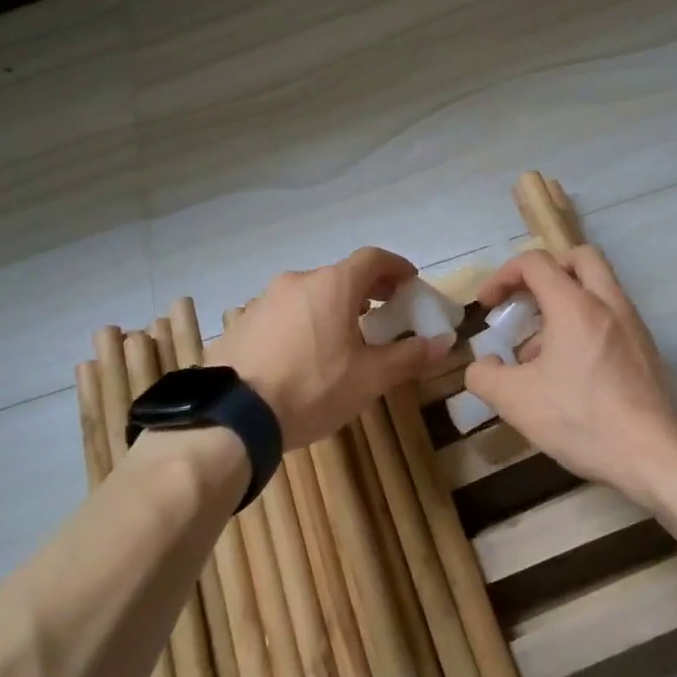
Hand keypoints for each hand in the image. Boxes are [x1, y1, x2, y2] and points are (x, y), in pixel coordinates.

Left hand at [206, 247, 450, 449]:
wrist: (232, 418)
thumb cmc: (312, 389)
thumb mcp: (369, 378)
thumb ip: (409, 356)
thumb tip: (444, 343)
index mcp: (332, 285)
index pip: (373, 258)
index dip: (396, 267)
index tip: (409, 282)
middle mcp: (298, 281)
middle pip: (340, 275)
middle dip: (367, 289)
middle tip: (384, 310)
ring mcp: (264, 300)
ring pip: (310, 293)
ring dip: (333, 305)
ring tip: (344, 335)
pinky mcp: (242, 323)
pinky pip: (284, 313)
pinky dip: (304, 321)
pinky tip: (305, 353)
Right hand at [465, 246, 676, 504]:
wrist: (657, 456)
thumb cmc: (584, 420)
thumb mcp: (517, 402)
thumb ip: (485, 376)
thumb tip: (483, 364)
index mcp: (575, 305)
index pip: (535, 263)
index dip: (502, 276)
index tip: (487, 306)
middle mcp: (608, 303)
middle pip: (579, 257)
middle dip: (546, 270)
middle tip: (526, 300)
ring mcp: (633, 325)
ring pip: (598, 287)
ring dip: (565, 301)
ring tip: (539, 350)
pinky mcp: (646, 349)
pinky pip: (611, 316)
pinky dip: (586, 324)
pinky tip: (570, 372)